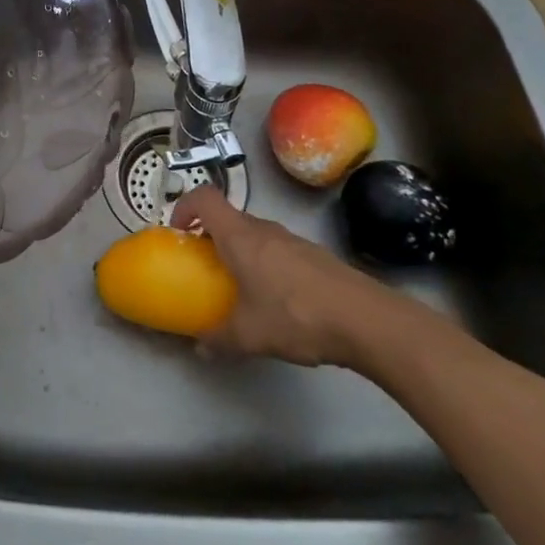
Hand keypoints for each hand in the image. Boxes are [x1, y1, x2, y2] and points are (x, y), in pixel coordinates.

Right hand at [171, 186, 399, 367]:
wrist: (367, 321)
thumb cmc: (296, 316)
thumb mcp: (249, 335)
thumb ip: (219, 338)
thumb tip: (200, 347)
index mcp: (240, 237)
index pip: (205, 197)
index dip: (185, 206)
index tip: (178, 231)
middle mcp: (264, 229)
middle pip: (230, 217)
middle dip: (212, 235)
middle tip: (206, 266)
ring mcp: (294, 241)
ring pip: (256, 234)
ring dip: (241, 251)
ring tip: (241, 287)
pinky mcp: (316, 257)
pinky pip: (279, 251)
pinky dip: (267, 265)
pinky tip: (278, 301)